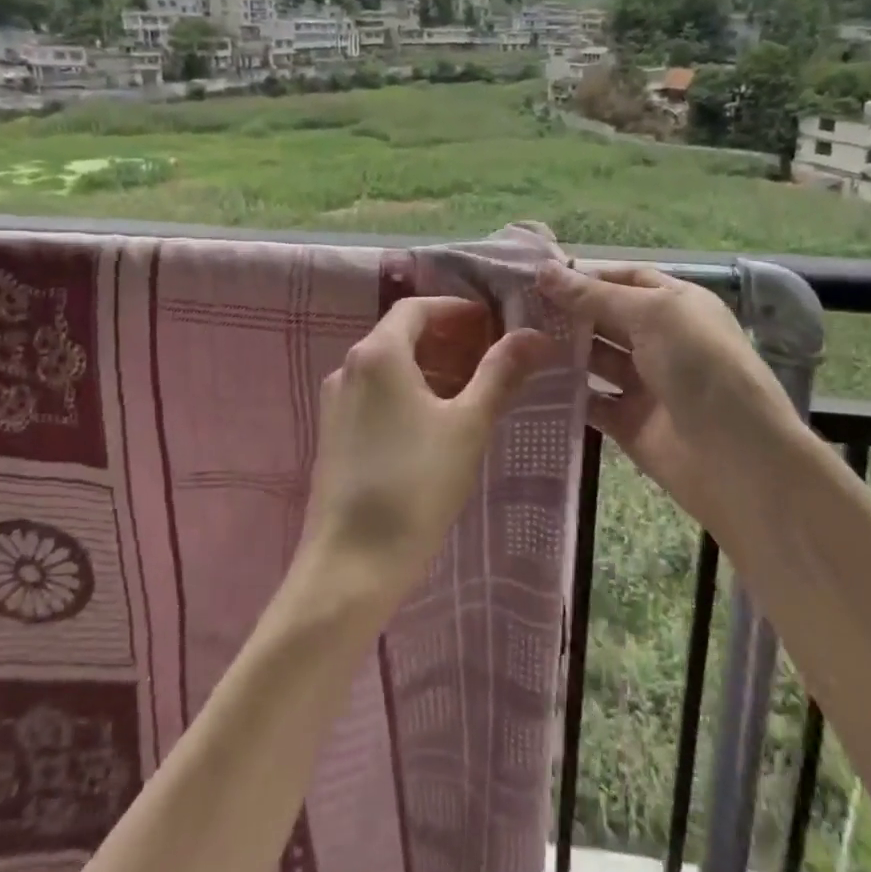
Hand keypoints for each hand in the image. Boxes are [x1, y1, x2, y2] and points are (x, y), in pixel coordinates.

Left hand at [298, 296, 556, 615]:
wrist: (351, 564)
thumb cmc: (415, 484)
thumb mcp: (468, 425)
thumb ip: (500, 374)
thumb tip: (535, 335)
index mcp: (378, 354)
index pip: (417, 307)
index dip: (457, 310)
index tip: (493, 325)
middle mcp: (349, 367)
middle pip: (401, 335)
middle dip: (448, 339)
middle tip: (491, 357)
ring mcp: (336, 402)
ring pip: (389, 368)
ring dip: (431, 367)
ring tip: (472, 391)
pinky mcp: (335, 434)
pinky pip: (376, 395)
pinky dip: (409, 392)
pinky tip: (437, 423)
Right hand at [537, 263, 796, 525]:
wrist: (737, 459)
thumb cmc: (701, 367)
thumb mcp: (652, 315)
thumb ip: (594, 295)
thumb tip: (543, 270)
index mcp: (676, 305)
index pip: (626, 279)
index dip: (586, 275)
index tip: (537, 276)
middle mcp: (661, 340)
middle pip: (605, 317)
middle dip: (566, 311)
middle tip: (513, 308)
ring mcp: (645, 383)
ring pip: (594, 358)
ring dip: (561, 349)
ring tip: (512, 340)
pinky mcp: (629, 422)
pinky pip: (590, 401)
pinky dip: (564, 393)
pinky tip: (528, 381)